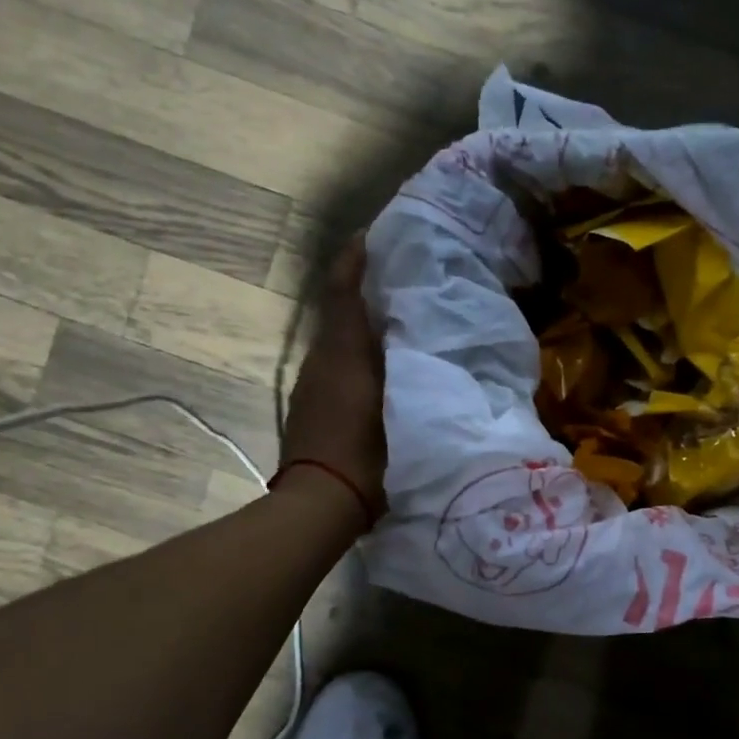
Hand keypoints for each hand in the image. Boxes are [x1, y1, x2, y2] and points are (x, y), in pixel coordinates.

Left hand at [281, 237, 386, 518]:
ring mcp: (312, 384)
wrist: (318, 504)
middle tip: (404, 279)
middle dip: (366, 290)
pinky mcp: (310, 406)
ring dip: (362, 325)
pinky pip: (336, 364)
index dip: (354, 259)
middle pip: (341, 312)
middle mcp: (322, 359)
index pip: (343, 290)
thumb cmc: (368, 456)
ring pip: (339, 340)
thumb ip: (414, 372)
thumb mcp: (405, 409)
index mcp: (344, 352)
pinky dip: (356, 354)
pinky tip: (383, 367)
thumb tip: (428, 341)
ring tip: (401, 322)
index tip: (373, 235)